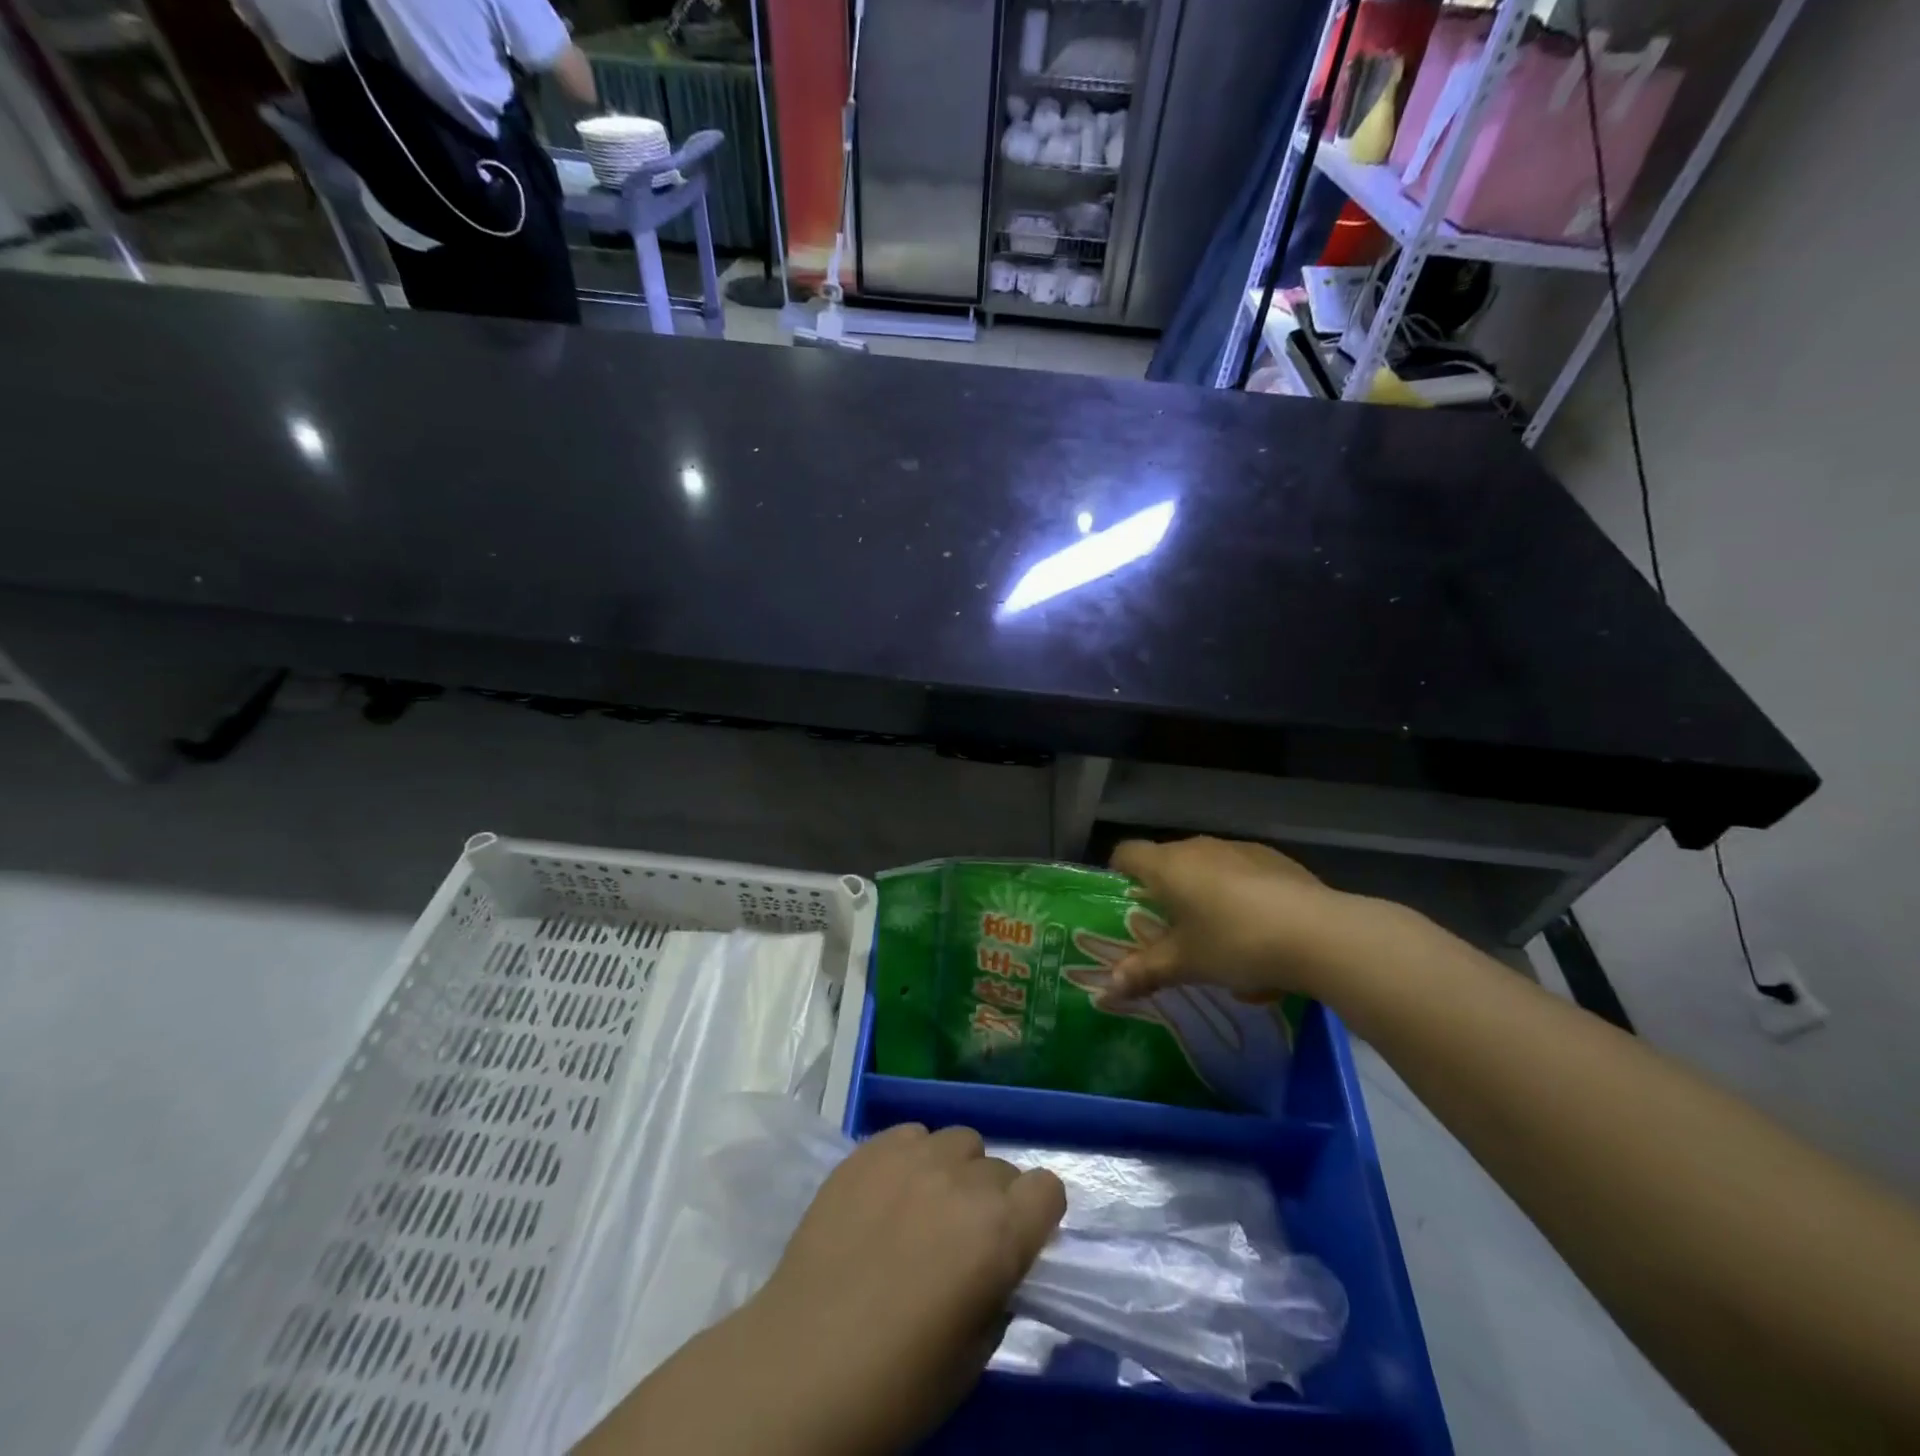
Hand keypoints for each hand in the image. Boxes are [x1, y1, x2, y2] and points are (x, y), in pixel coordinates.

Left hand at [745, 1123, 1066, 1455]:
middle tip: (962, 1239)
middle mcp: (963, 1180)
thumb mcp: (974, 1354)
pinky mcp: (869, 1148)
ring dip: (955, 1171)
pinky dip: (912, 1157)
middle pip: (1001, 1168)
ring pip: (958, 1141)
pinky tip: (889, 1194)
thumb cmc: (896, 1382)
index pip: (1048, 1188)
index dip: (1038, 1216)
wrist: (800, 1365)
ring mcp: (912, 1156)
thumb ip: (999, 1290)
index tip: (1019, 1241)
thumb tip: (1000, 1261)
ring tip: (925, 1207)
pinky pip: (912, 1134)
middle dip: (993, 1200)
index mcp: (999, 1233)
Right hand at [1101, 836, 1374, 1003]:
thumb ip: (1145, 971)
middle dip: (1166, 893)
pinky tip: (1260, 934)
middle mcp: (1200, 847)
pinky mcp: (1276, 860)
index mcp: (1168, 865)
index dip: (1119, 873)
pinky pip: (1243, 875)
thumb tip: (1109, 987)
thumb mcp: (1186, 964)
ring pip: (1208, 868)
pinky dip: (1241, 897)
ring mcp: (1240, 849)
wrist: (1319, 934)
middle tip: (1170, 932)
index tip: (1125, 902)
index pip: (1127, 853)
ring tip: (1219, 939)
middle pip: (1169, 862)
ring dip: (1205, 896)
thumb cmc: (1235, 942)